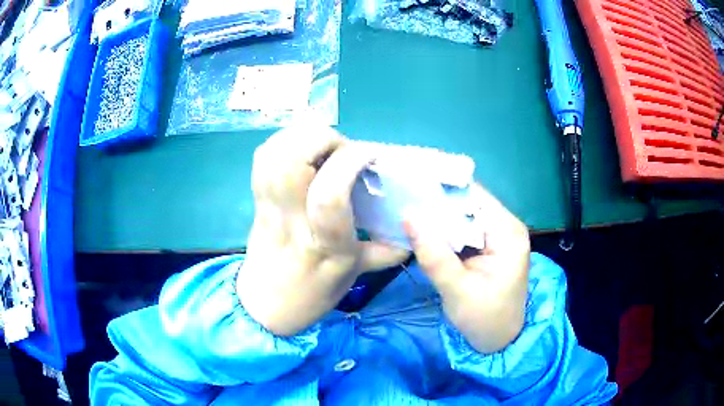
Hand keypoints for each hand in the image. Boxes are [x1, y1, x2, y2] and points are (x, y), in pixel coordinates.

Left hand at [237, 123, 408, 336]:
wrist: (263, 305)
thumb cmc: (310, 295)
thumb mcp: (352, 276)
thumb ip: (383, 252)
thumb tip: (411, 233)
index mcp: (324, 244)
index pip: (329, 196)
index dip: (349, 162)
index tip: (368, 155)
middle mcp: (292, 220)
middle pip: (293, 162)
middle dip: (324, 140)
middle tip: (343, 150)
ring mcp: (268, 207)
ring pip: (274, 154)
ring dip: (303, 136)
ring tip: (324, 146)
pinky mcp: (256, 200)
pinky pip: (263, 158)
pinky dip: (284, 141)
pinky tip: (302, 148)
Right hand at [403, 184, 529, 353]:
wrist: (499, 340)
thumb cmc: (484, 319)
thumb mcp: (457, 290)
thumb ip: (434, 255)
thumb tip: (407, 216)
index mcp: (508, 233)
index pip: (474, 197)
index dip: (442, 188)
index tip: (410, 185)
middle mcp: (506, 226)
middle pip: (468, 202)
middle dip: (437, 202)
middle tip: (402, 198)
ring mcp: (498, 234)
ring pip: (464, 214)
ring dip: (438, 215)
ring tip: (406, 208)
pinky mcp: (489, 244)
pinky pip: (463, 228)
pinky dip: (444, 228)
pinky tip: (422, 228)